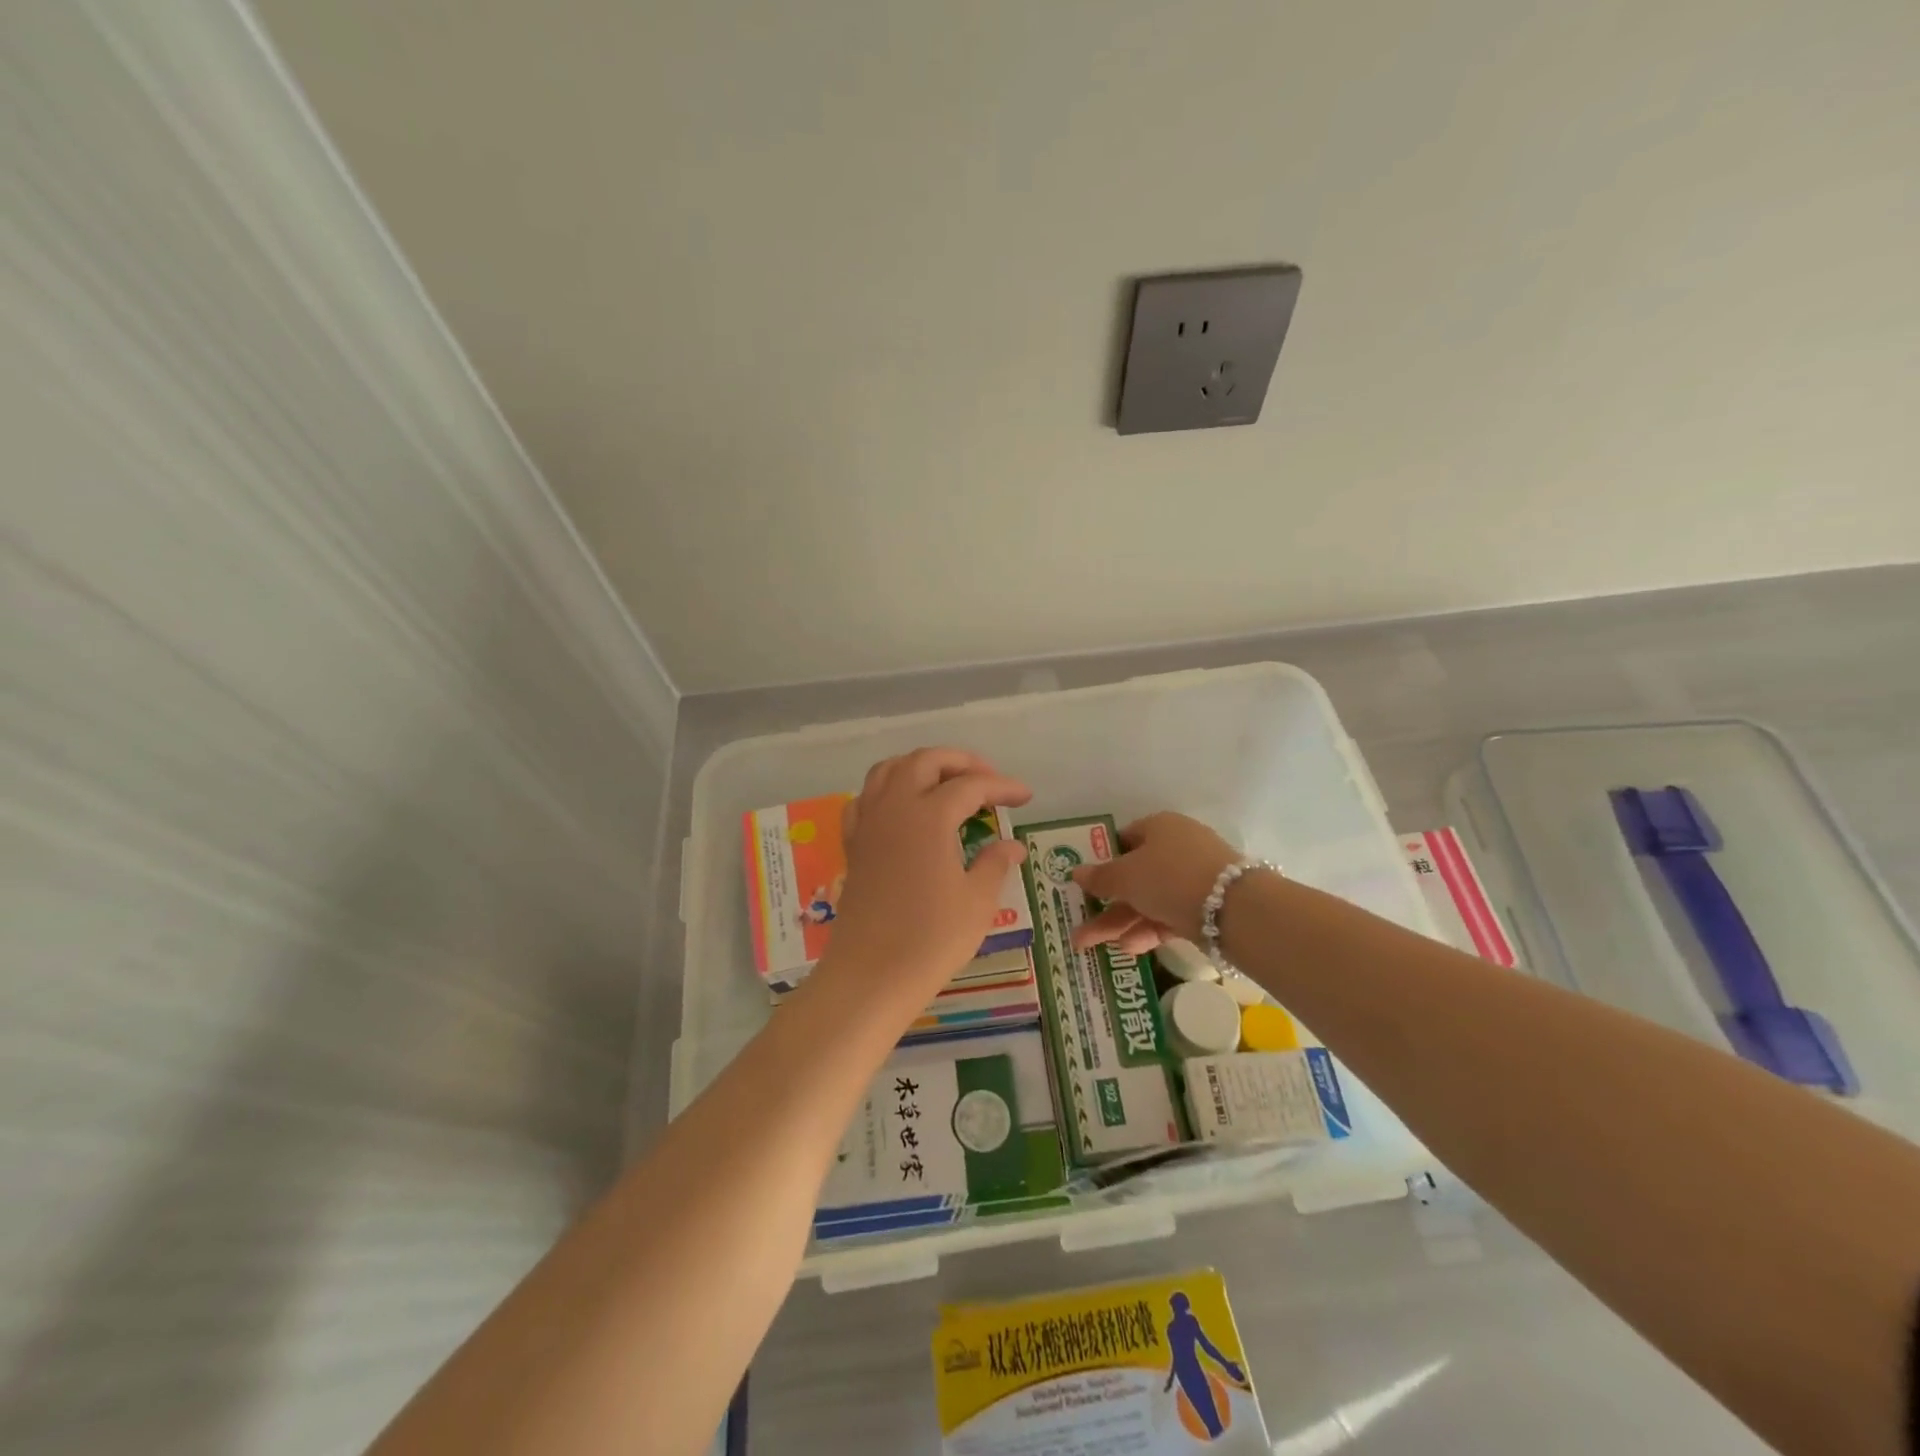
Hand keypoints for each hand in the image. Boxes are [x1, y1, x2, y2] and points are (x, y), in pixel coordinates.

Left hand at [813, 748, 1031, 1010]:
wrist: (870, 975)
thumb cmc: (931, 939)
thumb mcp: (977, 902)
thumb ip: (994, 864)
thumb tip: (1012, 845)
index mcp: (929, 816)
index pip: (971, 785)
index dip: (1002, 786)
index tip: (1025, 796)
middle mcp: (895, 808)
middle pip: (925, 761)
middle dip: (960, 762)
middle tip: (988, 781)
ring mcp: (868, 824)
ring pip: (889, 770)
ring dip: (921, 767)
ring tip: (946, 784)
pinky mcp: (854, 845)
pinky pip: (866, 799)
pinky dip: (887, 790)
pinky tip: (902, 808)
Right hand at [1069, 812, 1237, 951]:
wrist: (1233, 908)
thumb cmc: (1169, 877)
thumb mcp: (1126, 876)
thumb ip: (1100, 877)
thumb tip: (1076, 872)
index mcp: (1159, 827)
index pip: (1124, 840)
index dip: (1102, 861)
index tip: (1085, 883)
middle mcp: (1177, 848)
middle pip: (1134, 875)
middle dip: (1104, 903)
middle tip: (1079, 926)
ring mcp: (1193, 878)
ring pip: (1149, 899)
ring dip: (1120, 921)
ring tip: (1091, 946)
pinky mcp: (1205, 907)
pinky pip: (1168, 915)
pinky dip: (1148, 929)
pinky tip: (1129, 948)